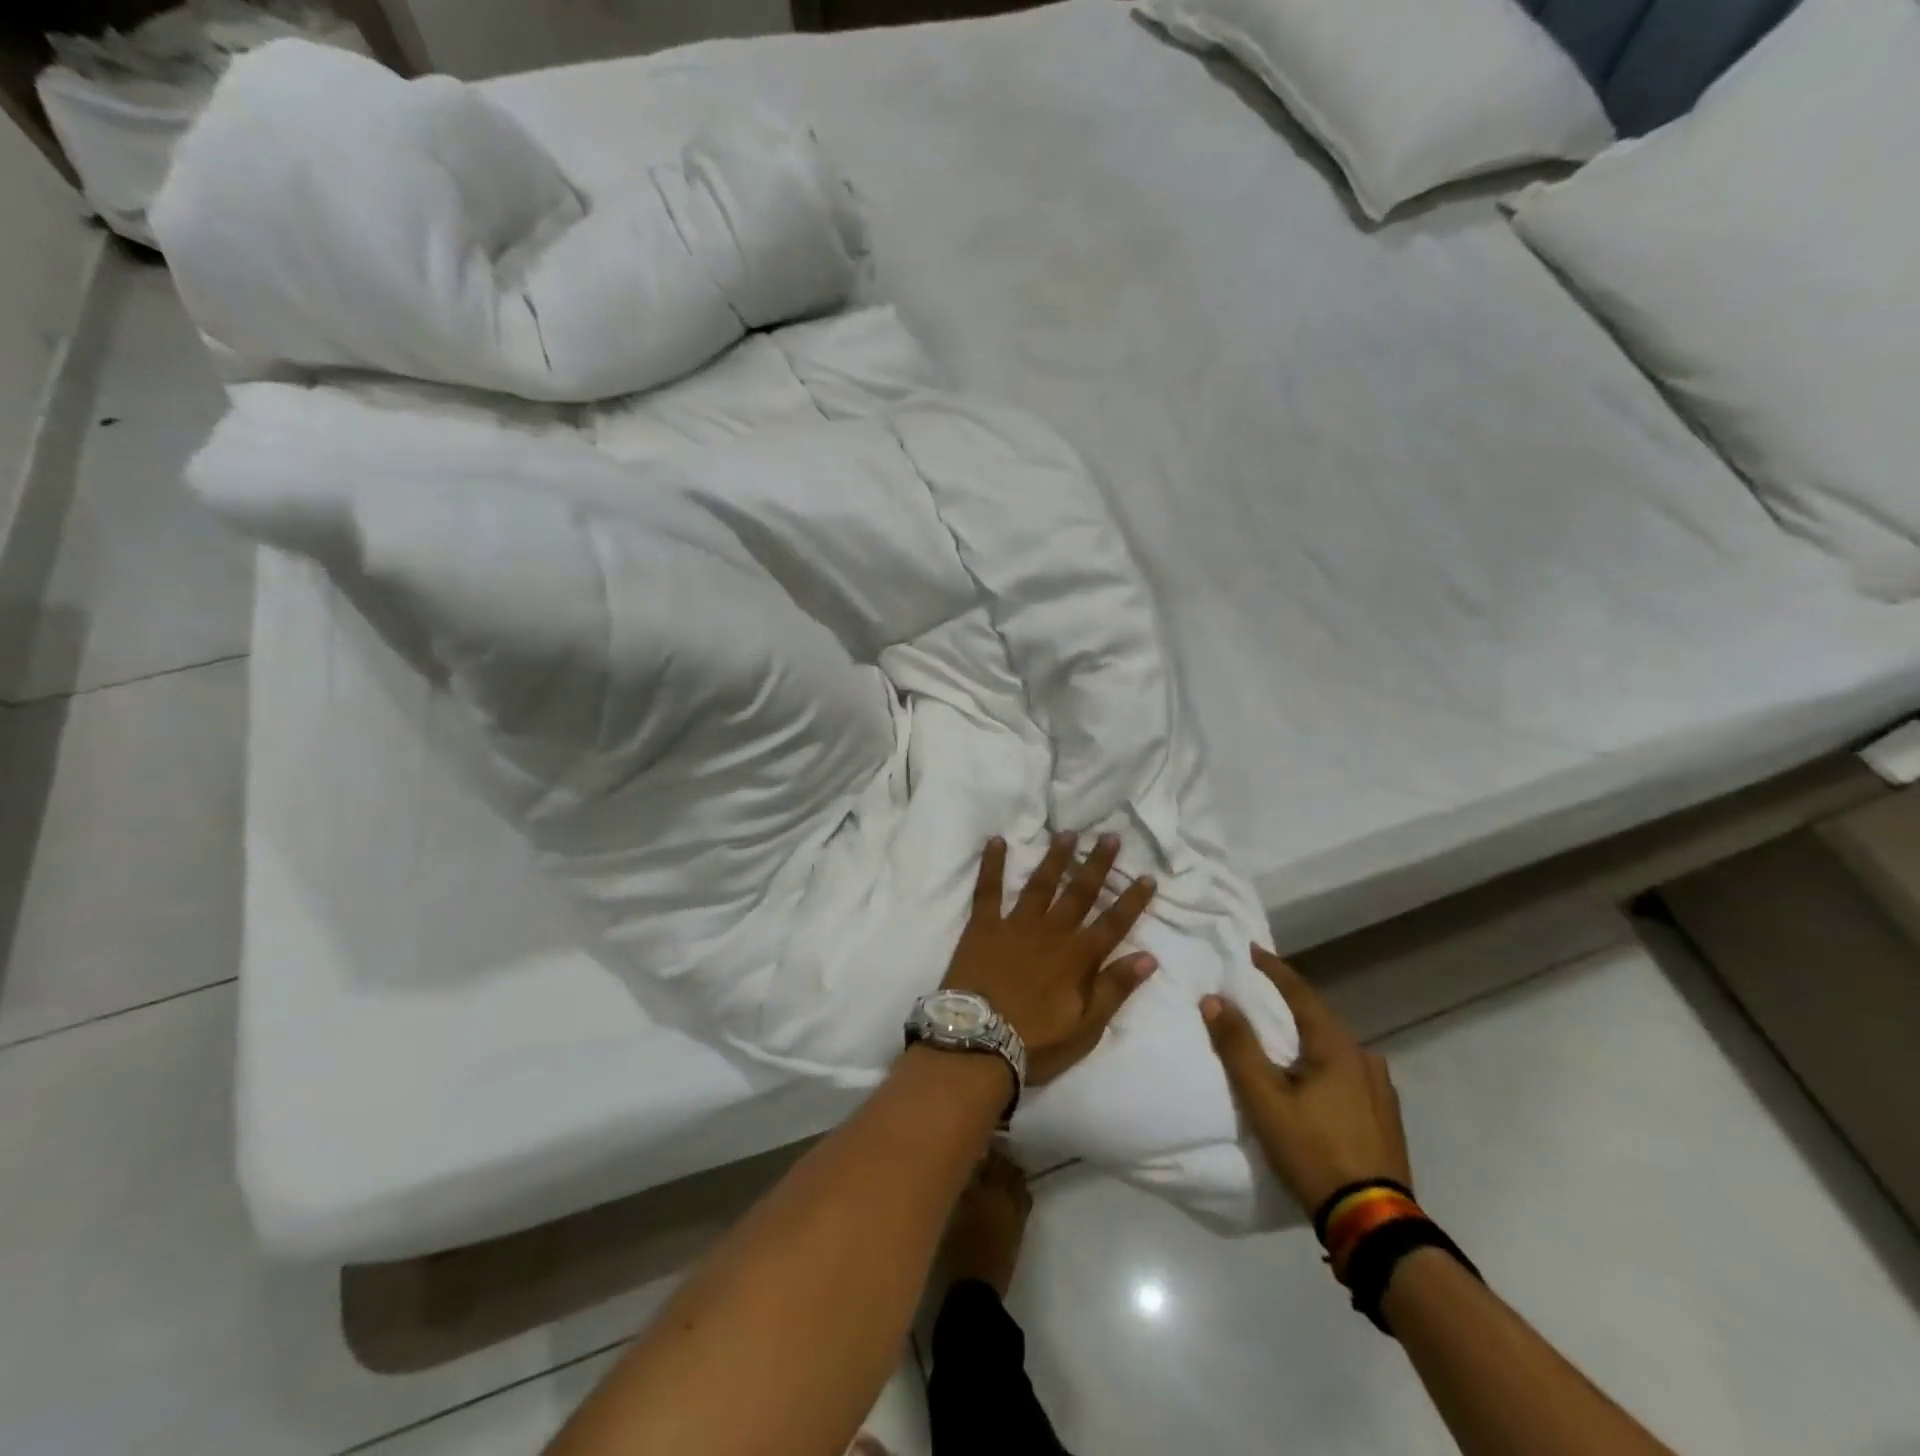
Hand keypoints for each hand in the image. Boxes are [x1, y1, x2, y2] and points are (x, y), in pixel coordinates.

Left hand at [942, 832, 1157, 1085]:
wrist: (978, 1042)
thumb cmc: (1036, 1042)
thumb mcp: (1086, 1027)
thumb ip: (1115, 989)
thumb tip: (1149, 957)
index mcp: (1078, 957)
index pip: (1113, 923)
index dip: (1132, 900)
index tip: (1146, 876)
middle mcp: (1051, 932)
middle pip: (1080, 892)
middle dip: (1097, 864)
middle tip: (1109, 836)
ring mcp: (1015, 925)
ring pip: (1041, 884)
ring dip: (1056, 857)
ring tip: (1067, 833)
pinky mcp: (983, 925)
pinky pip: (988, 888)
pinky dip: (992, 863)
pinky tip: (996, 840)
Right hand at [1201, 945, 1411, 1215]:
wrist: (1374, 1223)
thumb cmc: (1314, 1150)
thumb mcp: (1265, 1099)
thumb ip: (1238, 1046)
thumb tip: (1214, 998)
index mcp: (1336, 1046)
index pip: (1299, 991)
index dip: (1272, 968)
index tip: (1249, 949)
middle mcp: (1364, 1057)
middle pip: (1318, 1016)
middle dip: (1286, 1000)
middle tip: (1255, 990)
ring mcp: (1380, 1088)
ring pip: (1334, 1045)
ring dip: (1305, 1032)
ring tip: (1279, 1034)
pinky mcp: (1384, 1115)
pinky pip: (1346, 1070)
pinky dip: (1321, 1060)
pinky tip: (1311, 1076)